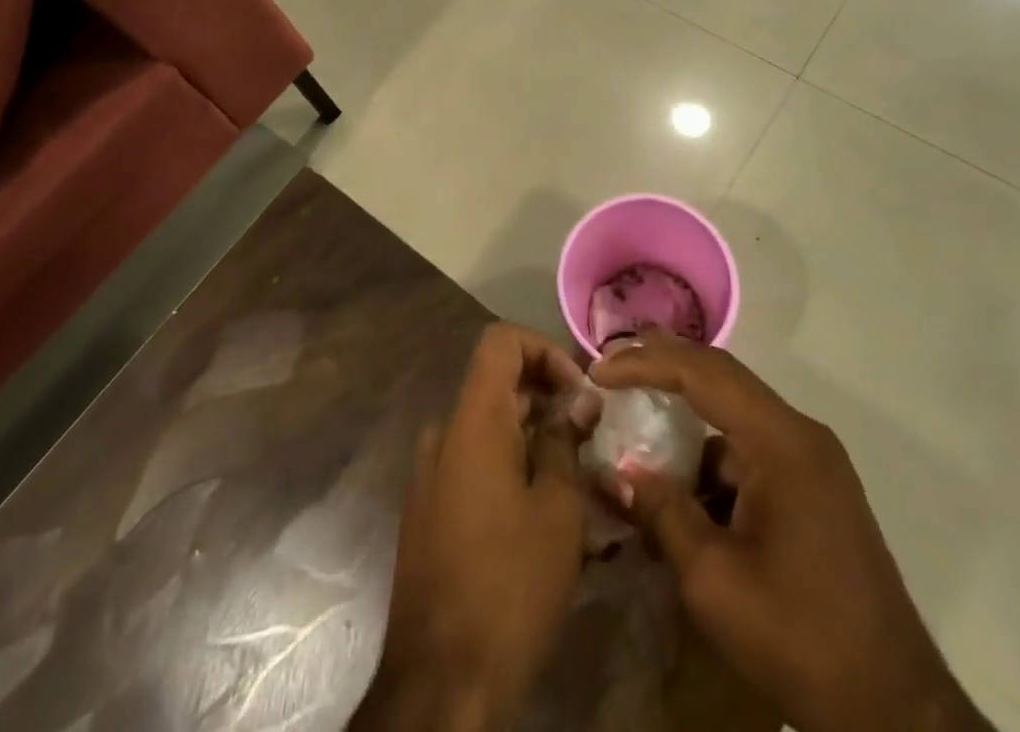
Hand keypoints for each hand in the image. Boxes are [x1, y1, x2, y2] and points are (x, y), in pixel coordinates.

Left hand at [352, 323, 591, 731]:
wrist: (440, 680)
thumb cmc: (509, 583)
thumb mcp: (557, 509)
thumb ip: (565, 442)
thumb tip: (577, 401)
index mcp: (472, 419)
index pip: (501, 340)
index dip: (545, 350)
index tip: (579, 393)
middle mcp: (444, 433)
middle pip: (497, 383)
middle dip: (548, 398)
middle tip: (592, 437)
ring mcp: (430, 473)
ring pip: (489, 428)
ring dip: (533, 437)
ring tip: (578, 478)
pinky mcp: (428, 510)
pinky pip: (473, 463)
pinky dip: (510, 466)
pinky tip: (543, 513)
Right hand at [593, 333, 989, 731]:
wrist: (895, 711)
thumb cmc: (800, 638)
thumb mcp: (714, 580)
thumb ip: (663, 514)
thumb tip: (619, 473)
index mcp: (782, 442)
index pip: (703, 373)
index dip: (646, 363)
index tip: (599, 371)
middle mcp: (801, 434)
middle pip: (722, 377)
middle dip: (664, 365)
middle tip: (613, 366)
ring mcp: (813, 460)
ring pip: (736, 413)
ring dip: (686, 412)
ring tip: (637, 417)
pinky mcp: (814, 488)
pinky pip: (752, 448)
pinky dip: (711, 453)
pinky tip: (681, 480)